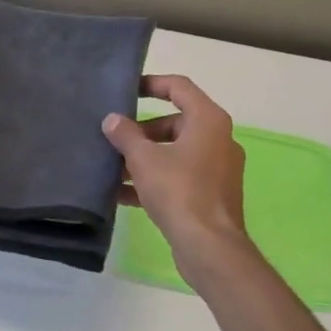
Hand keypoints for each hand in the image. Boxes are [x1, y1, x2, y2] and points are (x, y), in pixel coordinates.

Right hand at [103, 75, 251, 282]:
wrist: (209, 246)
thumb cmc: (179, 191)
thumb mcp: (144, 159)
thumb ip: (126, 135)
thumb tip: (112, 120)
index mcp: (209, 120)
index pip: (179, 87)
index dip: (152, 84)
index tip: (127, 90)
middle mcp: (218, 139)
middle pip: (176, 122)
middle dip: (142, 130)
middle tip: (114, 138)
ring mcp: (217, 169)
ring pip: (175, 152)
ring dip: (145, 158)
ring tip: (112, 167)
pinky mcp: (212, 194)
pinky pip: (179, 177)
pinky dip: (154, 180)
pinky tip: (122, 195)